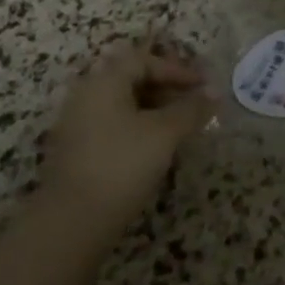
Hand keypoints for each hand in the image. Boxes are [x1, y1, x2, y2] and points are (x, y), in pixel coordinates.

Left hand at [36, 40, 215, 237]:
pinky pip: (112, 125)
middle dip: (166, 89)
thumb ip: (191, 109)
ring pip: (122, 104)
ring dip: (153, 110)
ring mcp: (77, 124)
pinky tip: (154, 149)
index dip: (177, 70)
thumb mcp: (165, 133)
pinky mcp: (75, 152)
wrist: (71, 223)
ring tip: (178, 128)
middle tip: (192, 105)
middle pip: (131, 79)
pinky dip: (137, 128)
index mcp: (105, 81)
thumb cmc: (122, 165)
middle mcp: (86, 95)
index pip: (144, 60)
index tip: (203, 87)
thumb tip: (214, 92)